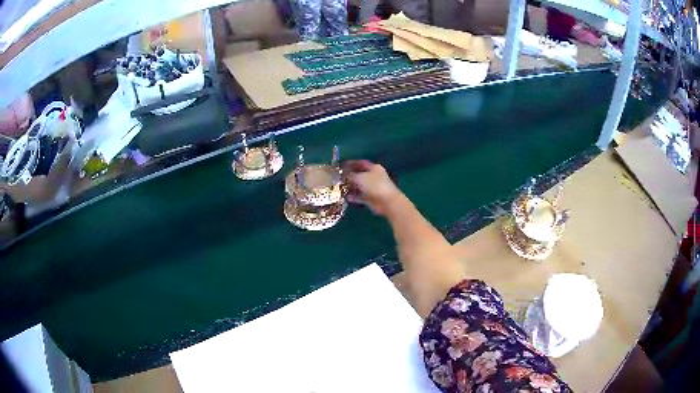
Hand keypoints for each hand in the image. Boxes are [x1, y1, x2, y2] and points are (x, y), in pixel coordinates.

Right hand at [343, 160, 403, 215]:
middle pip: (360, 175)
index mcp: (374, 168)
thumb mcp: (359, 177)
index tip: (341, 166)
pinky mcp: (372, 198)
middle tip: (338, 178)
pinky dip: (354, 197)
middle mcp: (374, 176)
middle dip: (349, 176)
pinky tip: (347, 197)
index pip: (361, 163)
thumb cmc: (374, 185)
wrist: (387, 202)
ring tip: (340, 188)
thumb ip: (350, 175)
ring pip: (360, 186)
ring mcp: (373, 188)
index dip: (351, 163)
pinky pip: (361, 196)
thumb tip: (343, 174)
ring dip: (351, 187)